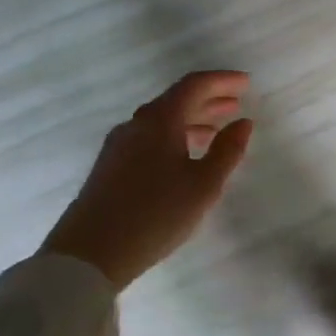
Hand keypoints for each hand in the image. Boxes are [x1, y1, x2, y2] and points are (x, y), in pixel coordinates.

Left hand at [41, 71, 254, 287]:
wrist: (89, 254)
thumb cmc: (155, 214)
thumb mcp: (203, 185)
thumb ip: (227, 151)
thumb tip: (243, 123)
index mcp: (159, 120)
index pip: (194, 85)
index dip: (222, 80)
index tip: (246, 83)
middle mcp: (136, 124)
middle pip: (176, 100)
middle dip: (209, 99)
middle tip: (236, 104)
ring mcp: (119, 145)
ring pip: (162, 121)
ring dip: (192, 120)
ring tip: (217, 130)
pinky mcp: (110, 167)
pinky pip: (150, 138)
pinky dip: (174, 137)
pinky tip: (185, 157)